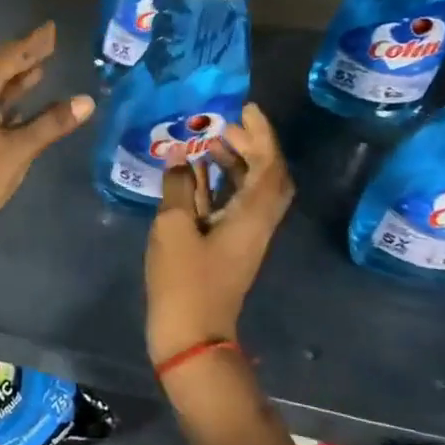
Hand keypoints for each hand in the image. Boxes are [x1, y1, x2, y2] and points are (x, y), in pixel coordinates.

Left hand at [0, 22, 94, 253]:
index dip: (32, 43)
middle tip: (49, 46)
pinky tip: (23, 108)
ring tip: (40, 70)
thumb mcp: (20, 147)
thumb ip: (52, 123)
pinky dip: (6, 104)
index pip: (8, 56)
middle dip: (23, 59)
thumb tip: (85, 102)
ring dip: (14, 82)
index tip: (50, 29)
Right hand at [145, 103, 293, 365]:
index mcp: (252, 215)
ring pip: (249, 189)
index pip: (270, 166)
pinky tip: (193, 173)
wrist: (190, 335)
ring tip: (205, 141)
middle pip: (267, 176)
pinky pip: (231, 204)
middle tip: (222, 124)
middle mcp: (256, 222)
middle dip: (251, 145)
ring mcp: (242, 236)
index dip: (262, 135)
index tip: (245, 109)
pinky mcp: (226, 246)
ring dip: (234, 162)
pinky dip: (218, 183)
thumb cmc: (184, 280)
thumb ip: (177, 187)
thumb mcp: (173, 228)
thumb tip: (177, 156)